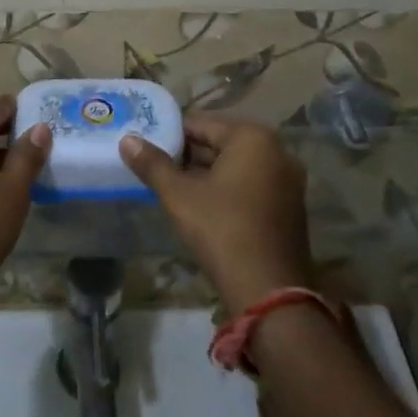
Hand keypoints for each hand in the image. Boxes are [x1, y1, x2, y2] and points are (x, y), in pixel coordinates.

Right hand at [120, 117, 310, 311]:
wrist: (269, 292)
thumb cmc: (222, 230)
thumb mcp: (179, 196)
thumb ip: (153, 164)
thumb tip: (127, 140)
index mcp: (252, 137)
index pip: (201, 124)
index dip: (171, 136)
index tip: (148, 150)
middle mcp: (277, 150)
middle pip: (220, 144)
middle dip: (188, 157)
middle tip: (157, 170)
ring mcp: (287, 181)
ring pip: (236, 167)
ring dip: (206, 175)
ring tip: (173, 189)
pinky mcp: (290, 207)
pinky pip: (251, 186)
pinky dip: (227, 191)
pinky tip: (202, 208)